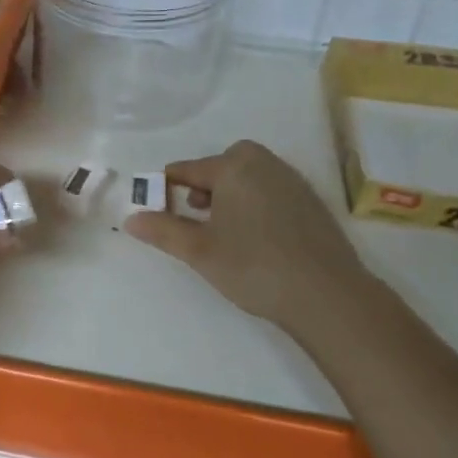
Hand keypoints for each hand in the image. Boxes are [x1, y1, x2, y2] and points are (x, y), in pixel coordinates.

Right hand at [122, 140, 375, 336]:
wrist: (326, 294)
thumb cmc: (253, 266)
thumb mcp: (199, 251)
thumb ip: (163, 230)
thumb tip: (131, 218)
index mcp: (234, 167)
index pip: (187, 169)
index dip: (166, 188)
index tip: (155, 211)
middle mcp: (264, 164)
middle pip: (223, 164)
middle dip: (204, 185)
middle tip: (196, 215)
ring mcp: (292, 181)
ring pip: (250, 176)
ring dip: (231, 194)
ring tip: (224, 230)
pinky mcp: (311, 202)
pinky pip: (271, 191)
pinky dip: (256, 203)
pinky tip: (257, 238)